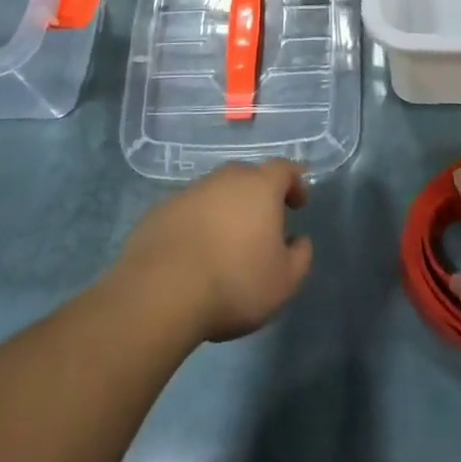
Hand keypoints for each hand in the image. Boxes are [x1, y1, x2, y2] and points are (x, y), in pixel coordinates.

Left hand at [113, 160, 312, 344]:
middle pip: (247, 176)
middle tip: (263, 225)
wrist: (160, 292)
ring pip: (215, 193)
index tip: (298, 205)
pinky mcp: (160, 211)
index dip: (294, 183)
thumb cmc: (234, 283)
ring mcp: (188, 192)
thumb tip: (298, 240)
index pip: (283, 169)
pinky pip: (189, 211)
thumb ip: (300, 256)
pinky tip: (195, 253)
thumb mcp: (284, 281)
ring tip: (227, 244)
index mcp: (259, 187)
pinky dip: (197, 224)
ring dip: (225, 210)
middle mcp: (224, 179)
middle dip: (258, 195)